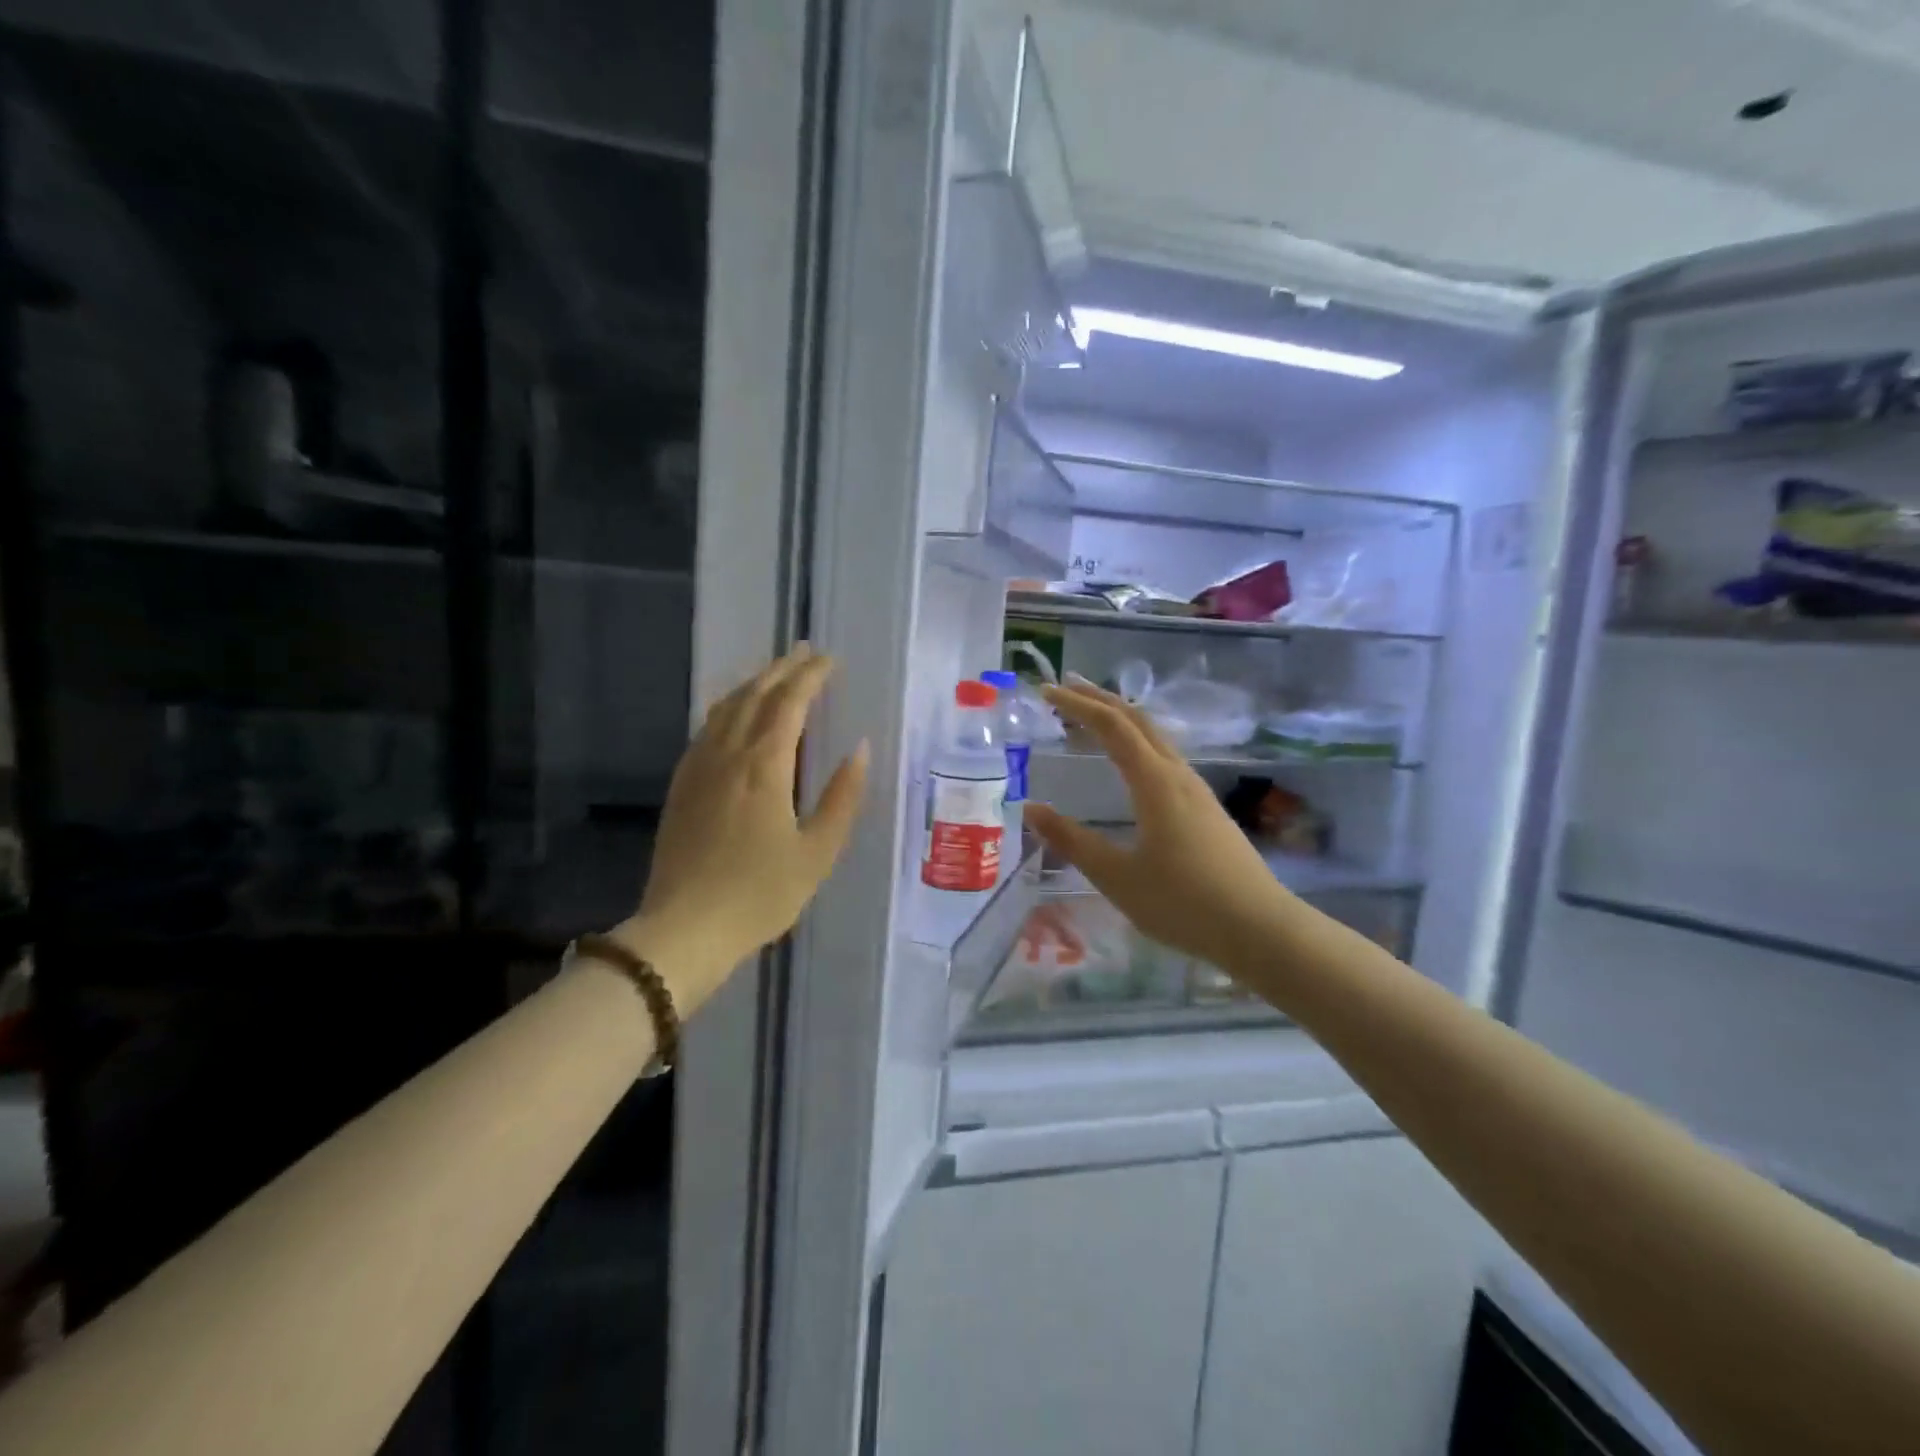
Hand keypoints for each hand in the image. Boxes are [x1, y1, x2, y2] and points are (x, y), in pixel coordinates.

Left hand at [612, 645, 868, 1016]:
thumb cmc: (760, 894)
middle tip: (805, 652)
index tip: (829, 660)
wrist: (683, 930)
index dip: (810, 677)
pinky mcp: (682, 787)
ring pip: (725, 709)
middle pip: (754, 696)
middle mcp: (727, 755)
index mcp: (764, 766)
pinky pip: (706, 730)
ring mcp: (698, 768)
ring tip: (773, 674)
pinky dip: (727, 709)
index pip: (789, 703)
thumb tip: (860, 749)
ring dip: (752, 684)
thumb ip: (842, 797)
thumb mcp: (817, 852)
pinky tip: (733, 716)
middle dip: (782, 669)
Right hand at [1023, 680, 1289, 974]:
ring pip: (1155, 736)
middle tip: (1065, 688)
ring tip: (1091, 719)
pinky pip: (1165, 757)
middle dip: (1099, 699)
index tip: (1046, 692)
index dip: (1077, 705)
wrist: (1260, 929)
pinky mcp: (1207, 808)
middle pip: (1137, 719)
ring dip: (1121, 719)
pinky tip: (1131, 764)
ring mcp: (1197, 790)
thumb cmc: (1183, 902)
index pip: (1111, 726)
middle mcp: (1178, 774)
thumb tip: (1031, 809)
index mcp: (1155, 782)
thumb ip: (1073, 840)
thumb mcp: (1117, 876)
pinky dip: (1137, 743)